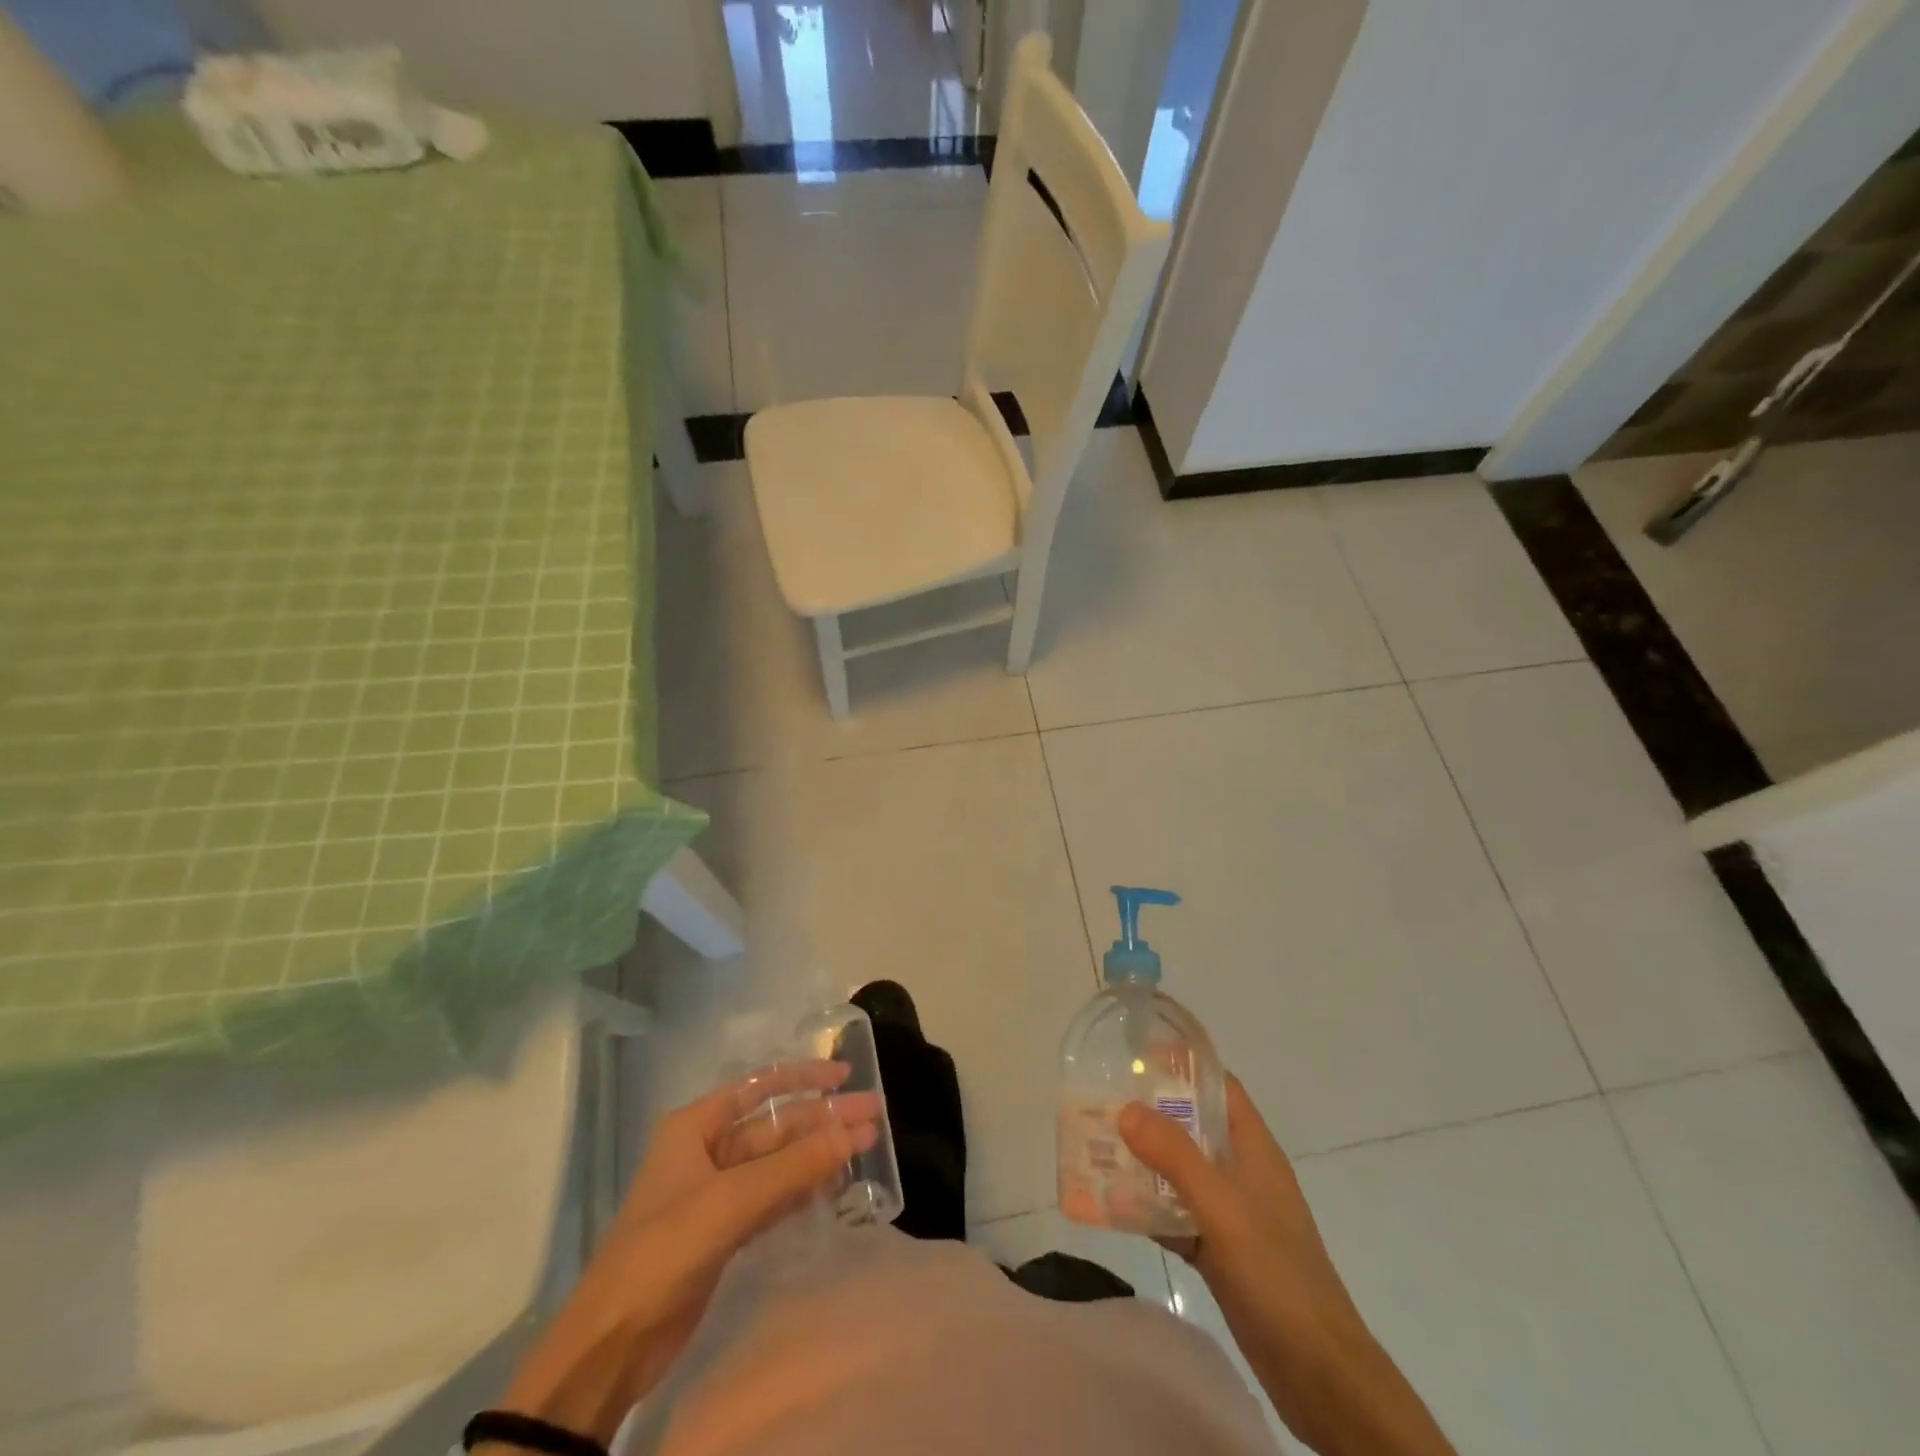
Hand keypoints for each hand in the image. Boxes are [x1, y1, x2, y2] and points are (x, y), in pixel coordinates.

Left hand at [495, 1062, 879, 1443]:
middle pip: (775, 1126)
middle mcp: (706, 1150)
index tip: (845, 1074)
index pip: (757, 1087)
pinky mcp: (725, 1230)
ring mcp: (716, 1192)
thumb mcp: (730, 1202)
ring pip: (777, 1162)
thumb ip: (795, 1166)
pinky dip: (802, 1189)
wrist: (612, 1345)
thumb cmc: (664, 1252)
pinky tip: (834, 1185)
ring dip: (818, 1155)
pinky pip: (772, 1197)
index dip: (802, 1077)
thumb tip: (854, 1130)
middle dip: (822, 1120)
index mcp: (695, 1126)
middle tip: (874, 1114)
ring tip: (865, 1146)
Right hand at [1120, 1076, 1453, 1455]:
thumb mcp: (1223, 1208)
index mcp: (1254, 1149)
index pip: (1219, 1088)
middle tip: (1101, 1104)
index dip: (1184, 1066)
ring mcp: (1233, 1215)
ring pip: (1181, 1173)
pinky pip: (1178, 1216)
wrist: (1320, 1374)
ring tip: (1096, 1149)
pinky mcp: (1222, 1253)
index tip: (1137, 1058)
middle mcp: (1243, 1173)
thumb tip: (1126, 1108)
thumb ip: (1175, 1157)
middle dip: (1150, 1114)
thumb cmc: (1277, 1275)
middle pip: (1193, 1127)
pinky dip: (1149, 1209)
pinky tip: (1113, 1207)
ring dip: (1144, 1162)